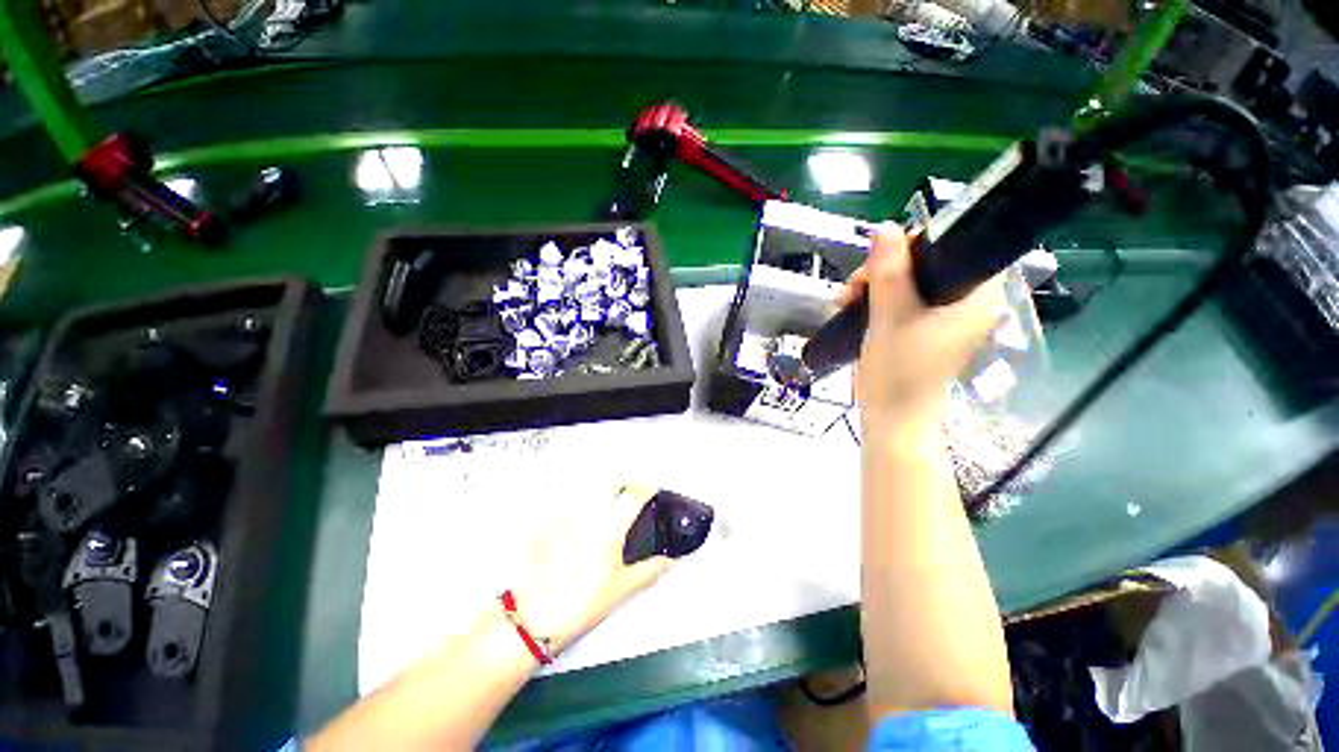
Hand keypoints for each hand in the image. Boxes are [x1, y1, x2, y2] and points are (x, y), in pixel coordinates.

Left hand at [509, 485, 672, 654]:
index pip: (637, 491)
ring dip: (608, 478)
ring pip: (592, 479)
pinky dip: (583, 489)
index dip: (650, 485)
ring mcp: (567, 509)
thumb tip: (670, 560)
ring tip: (615, 487)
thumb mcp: (622, 588)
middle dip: (630, 473)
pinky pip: (570, 491)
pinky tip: (585, 501)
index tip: (655, 486)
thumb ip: (651, 569)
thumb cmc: (580, 602)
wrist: (532, 616)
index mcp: (612, 522)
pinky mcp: (549, 516)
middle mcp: (590, 508)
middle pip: (614, 475)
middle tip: (638, 481)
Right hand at [839, 226, 1003, 436]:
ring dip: (873, 284)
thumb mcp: (891, 318)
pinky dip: (874, 300)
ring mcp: (940, 317)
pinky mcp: (920, 329)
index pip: (957, 246)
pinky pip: (898, 300)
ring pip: (907, 281)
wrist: (891, 420)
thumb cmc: (899, 373)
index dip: (919, 243)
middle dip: (884, 269)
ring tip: (845, 301)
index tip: (882, 259)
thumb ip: (889, 273)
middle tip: (854, 287)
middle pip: (925, 263)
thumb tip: (885, 228)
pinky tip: (851, 307)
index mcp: (974, 296)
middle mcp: (963, 302)